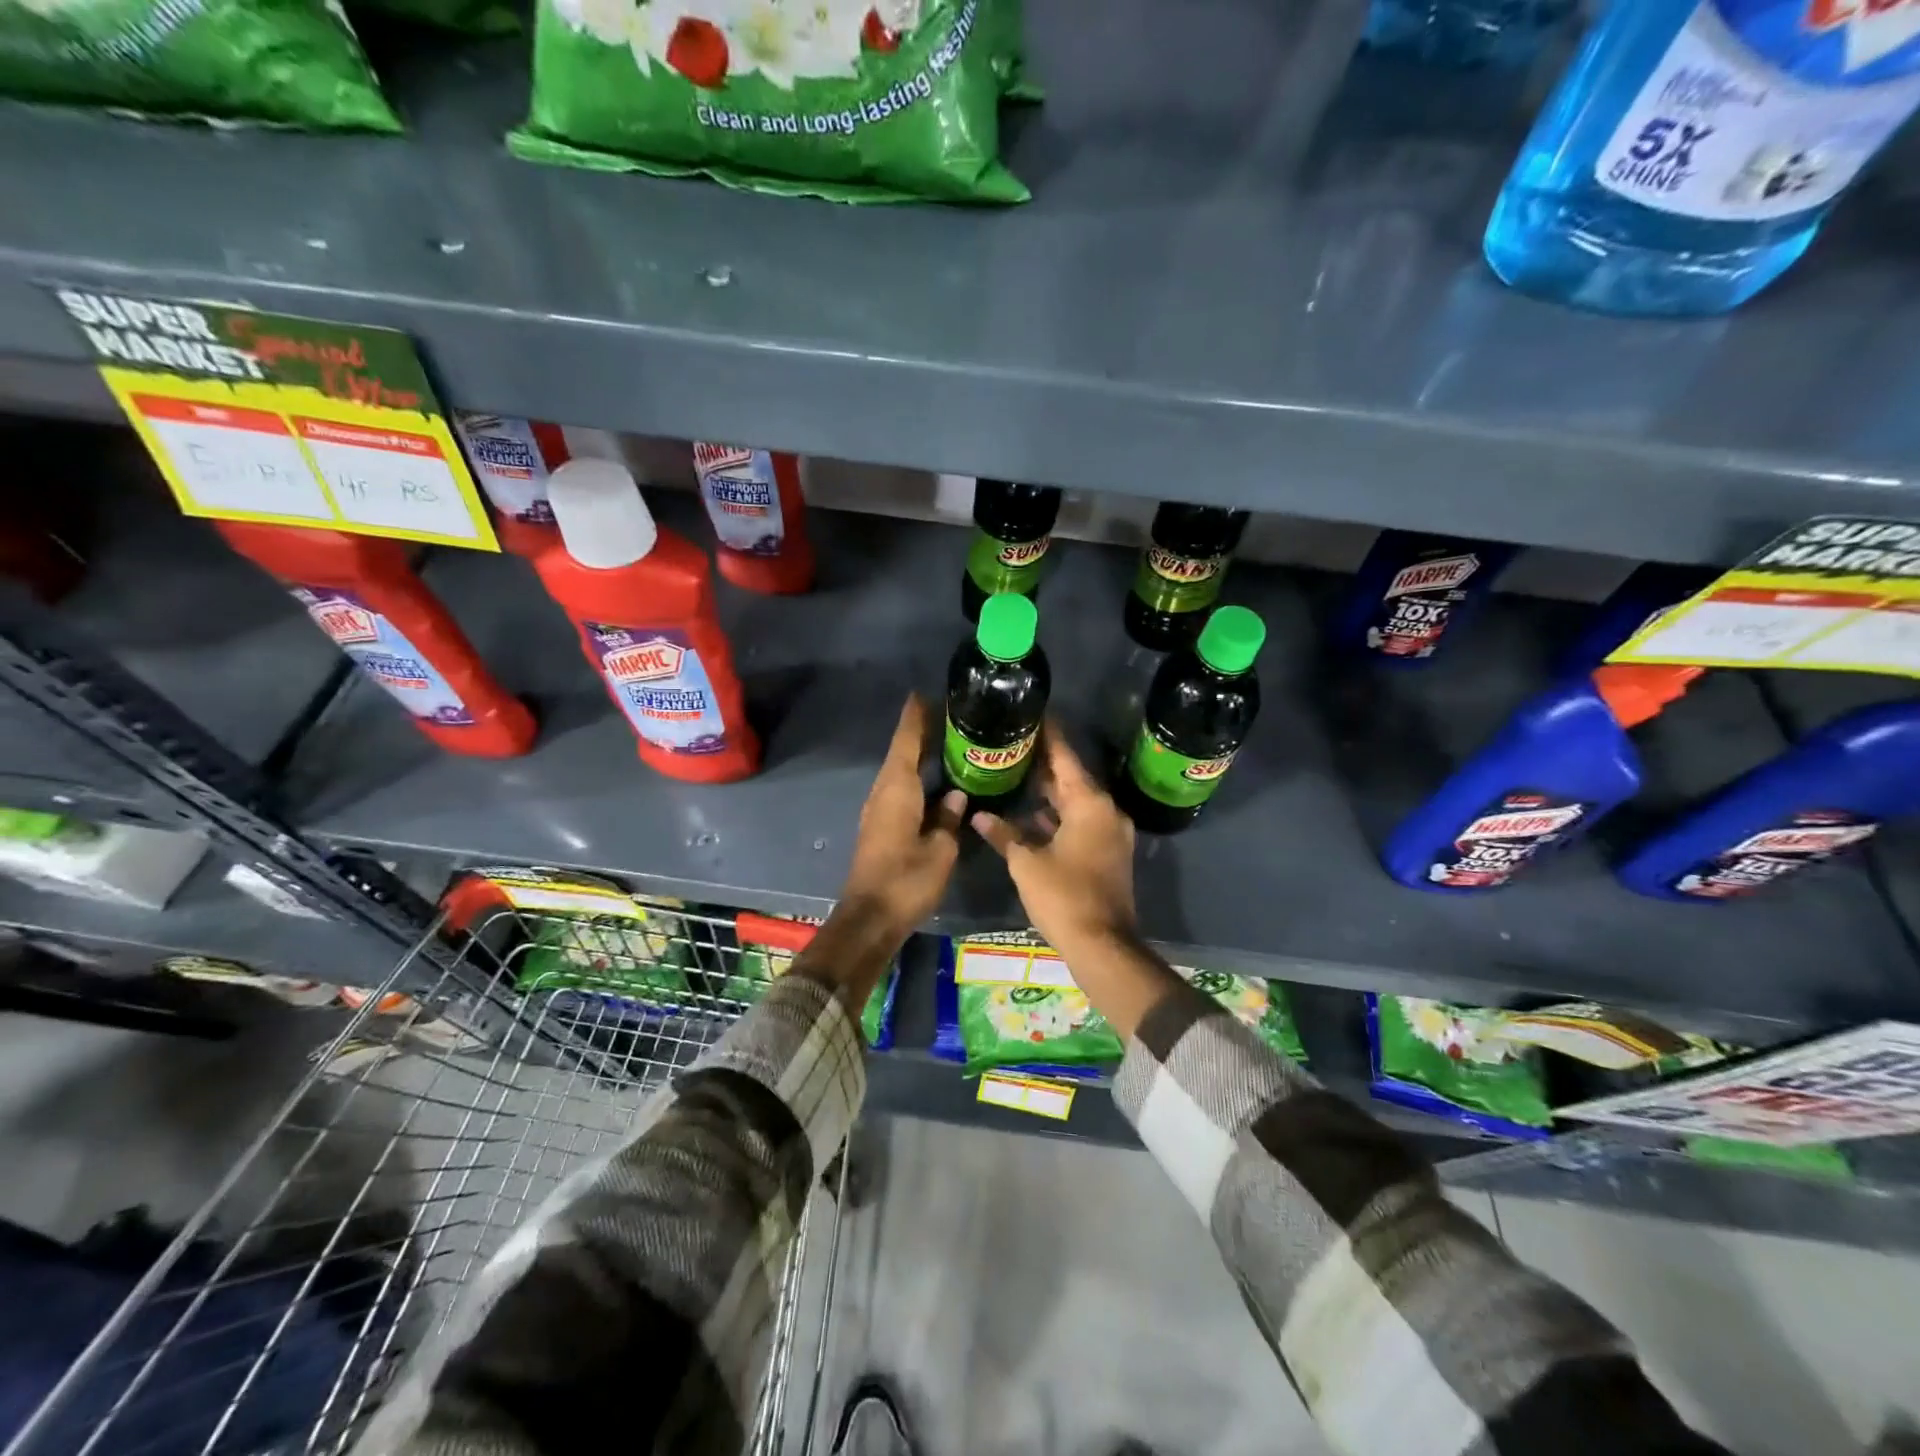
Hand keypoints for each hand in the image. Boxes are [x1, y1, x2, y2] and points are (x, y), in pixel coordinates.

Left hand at [839, 694, 965, 937]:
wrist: (871, 917)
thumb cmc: (907, 880)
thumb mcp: (940, 850)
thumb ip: (950, 819)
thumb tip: (957, 796)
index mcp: (897, 789)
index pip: (906, 742)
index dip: (916, 718)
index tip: (924, 695)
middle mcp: (883, 792)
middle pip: (901, 753)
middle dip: (920, 733)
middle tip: (948, 717)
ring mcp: (878, 810)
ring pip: (899, 772)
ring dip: (917, 755)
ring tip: (945, 743)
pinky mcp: (880, 826)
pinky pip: (899, 790)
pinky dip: (915, 777)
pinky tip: (934, 781)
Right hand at [971, 723, 1136, 958]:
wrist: (1103, 945)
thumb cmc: (1064, 896)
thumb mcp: (1026, 863)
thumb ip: (1003, 834)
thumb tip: (979, 815)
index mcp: (1090, 804)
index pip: (1065, 757)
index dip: (1048, 735)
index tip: (1032, 713)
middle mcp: (1105, 811)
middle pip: (1072, 778)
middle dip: (1044, 763)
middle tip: (1013, 743)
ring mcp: (1109, 833)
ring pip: (1075, 802)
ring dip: (1049, 792)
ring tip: (1015, 772)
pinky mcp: (1106, 853)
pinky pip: (1079, 822)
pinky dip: (1057, 816)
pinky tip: (1030, 815)